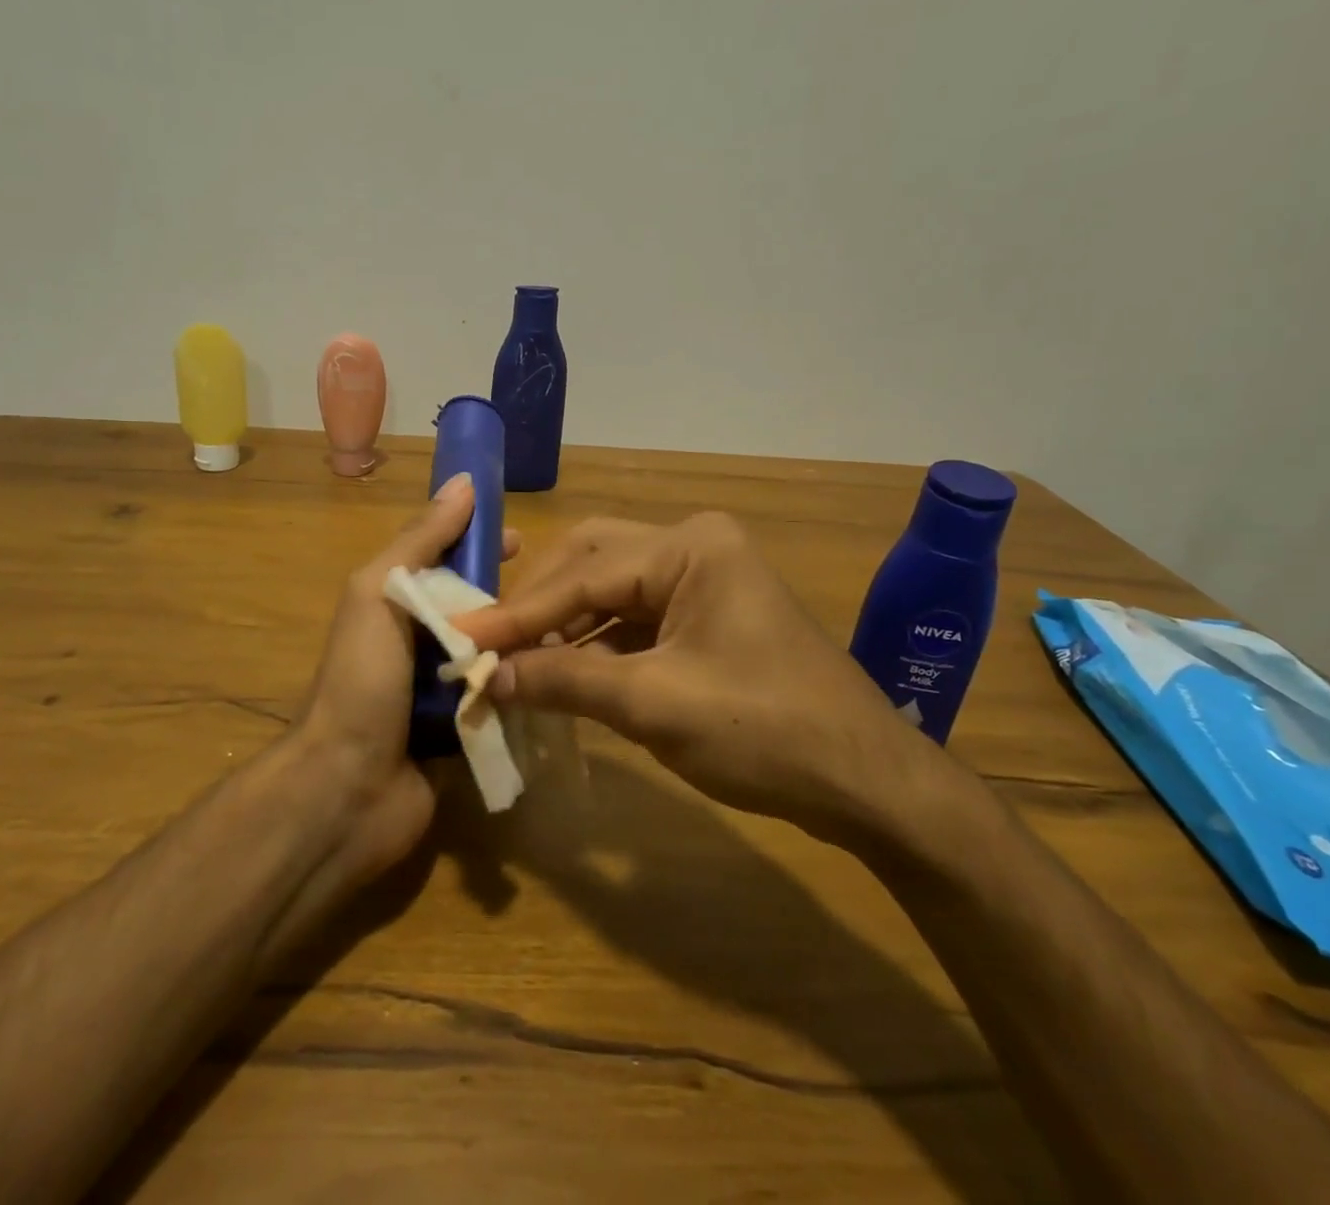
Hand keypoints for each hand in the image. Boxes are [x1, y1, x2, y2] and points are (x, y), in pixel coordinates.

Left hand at [289, 475, 519, 883]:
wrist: (346, 790)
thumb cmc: (362, 681)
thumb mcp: (380, 594)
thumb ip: (420, 541)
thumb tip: (462, 482)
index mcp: (395, 605)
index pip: (444, 560)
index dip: (479, 543)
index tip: (522, 540)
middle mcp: (418, 642)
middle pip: (474, 605)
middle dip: (510, 594)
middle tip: (556, 592)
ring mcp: (440, 690)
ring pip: (492, 651)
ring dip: (523, 641)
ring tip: (569, 631)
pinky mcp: (463, 731)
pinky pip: (499, 697)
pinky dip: (520, 686)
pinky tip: (559, 676)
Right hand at [453, 512, 952, 847]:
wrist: (867, 783)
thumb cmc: (765, 732)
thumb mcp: (654, 705)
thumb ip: (564, 681)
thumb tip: (487, 680)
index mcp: (689, 547)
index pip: (583, 575)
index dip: (518, 612)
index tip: (461, 638)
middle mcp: (692, 546)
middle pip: (591, 564)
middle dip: (539, 606)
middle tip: (489, 645)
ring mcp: (701, 579)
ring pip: (609, 591)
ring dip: (563, 627)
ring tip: (513, 662)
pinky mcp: (704, 614)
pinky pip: (633, 618)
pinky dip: (594, 644)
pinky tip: (561, 672)